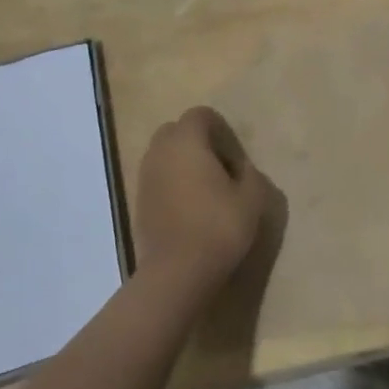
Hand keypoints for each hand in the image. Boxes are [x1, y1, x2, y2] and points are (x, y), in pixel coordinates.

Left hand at [131, 106, 271, 300]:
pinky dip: (171, 184)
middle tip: (219, 168)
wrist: (176, 273)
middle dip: (197, 142)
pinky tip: (189, 209)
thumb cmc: (218, 227)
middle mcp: (160, 151)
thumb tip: (241, 170)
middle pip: (177, 131)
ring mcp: (144, 177)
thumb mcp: (251, 198)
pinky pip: (157, 179)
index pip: (200, 115)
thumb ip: (249, 174)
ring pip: (163, 155)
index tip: (234, 157)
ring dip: (182, 163)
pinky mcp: (137, 202)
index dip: (220, 129)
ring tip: (205, 190)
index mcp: (187, 141)